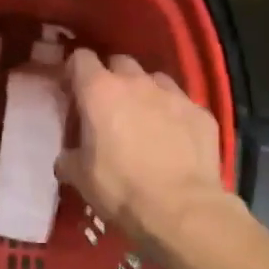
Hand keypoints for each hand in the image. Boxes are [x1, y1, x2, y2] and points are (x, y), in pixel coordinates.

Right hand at [58, 50, 228, 245]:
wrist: (181, 209)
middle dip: (111, 78)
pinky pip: (182, 104)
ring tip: (144, 120)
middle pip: (119, 63)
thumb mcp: (81, 178)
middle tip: (108, 108)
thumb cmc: (121, 189)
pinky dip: (174, 116)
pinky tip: (175, 140)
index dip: (74, 72)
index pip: (81, 59)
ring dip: (145, 93)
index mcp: (100, 91)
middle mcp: (137, 82)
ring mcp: (174, 94)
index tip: (72, 93)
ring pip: (154, 80)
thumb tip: (67, 157)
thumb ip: (69, 158)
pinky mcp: (201, 112)